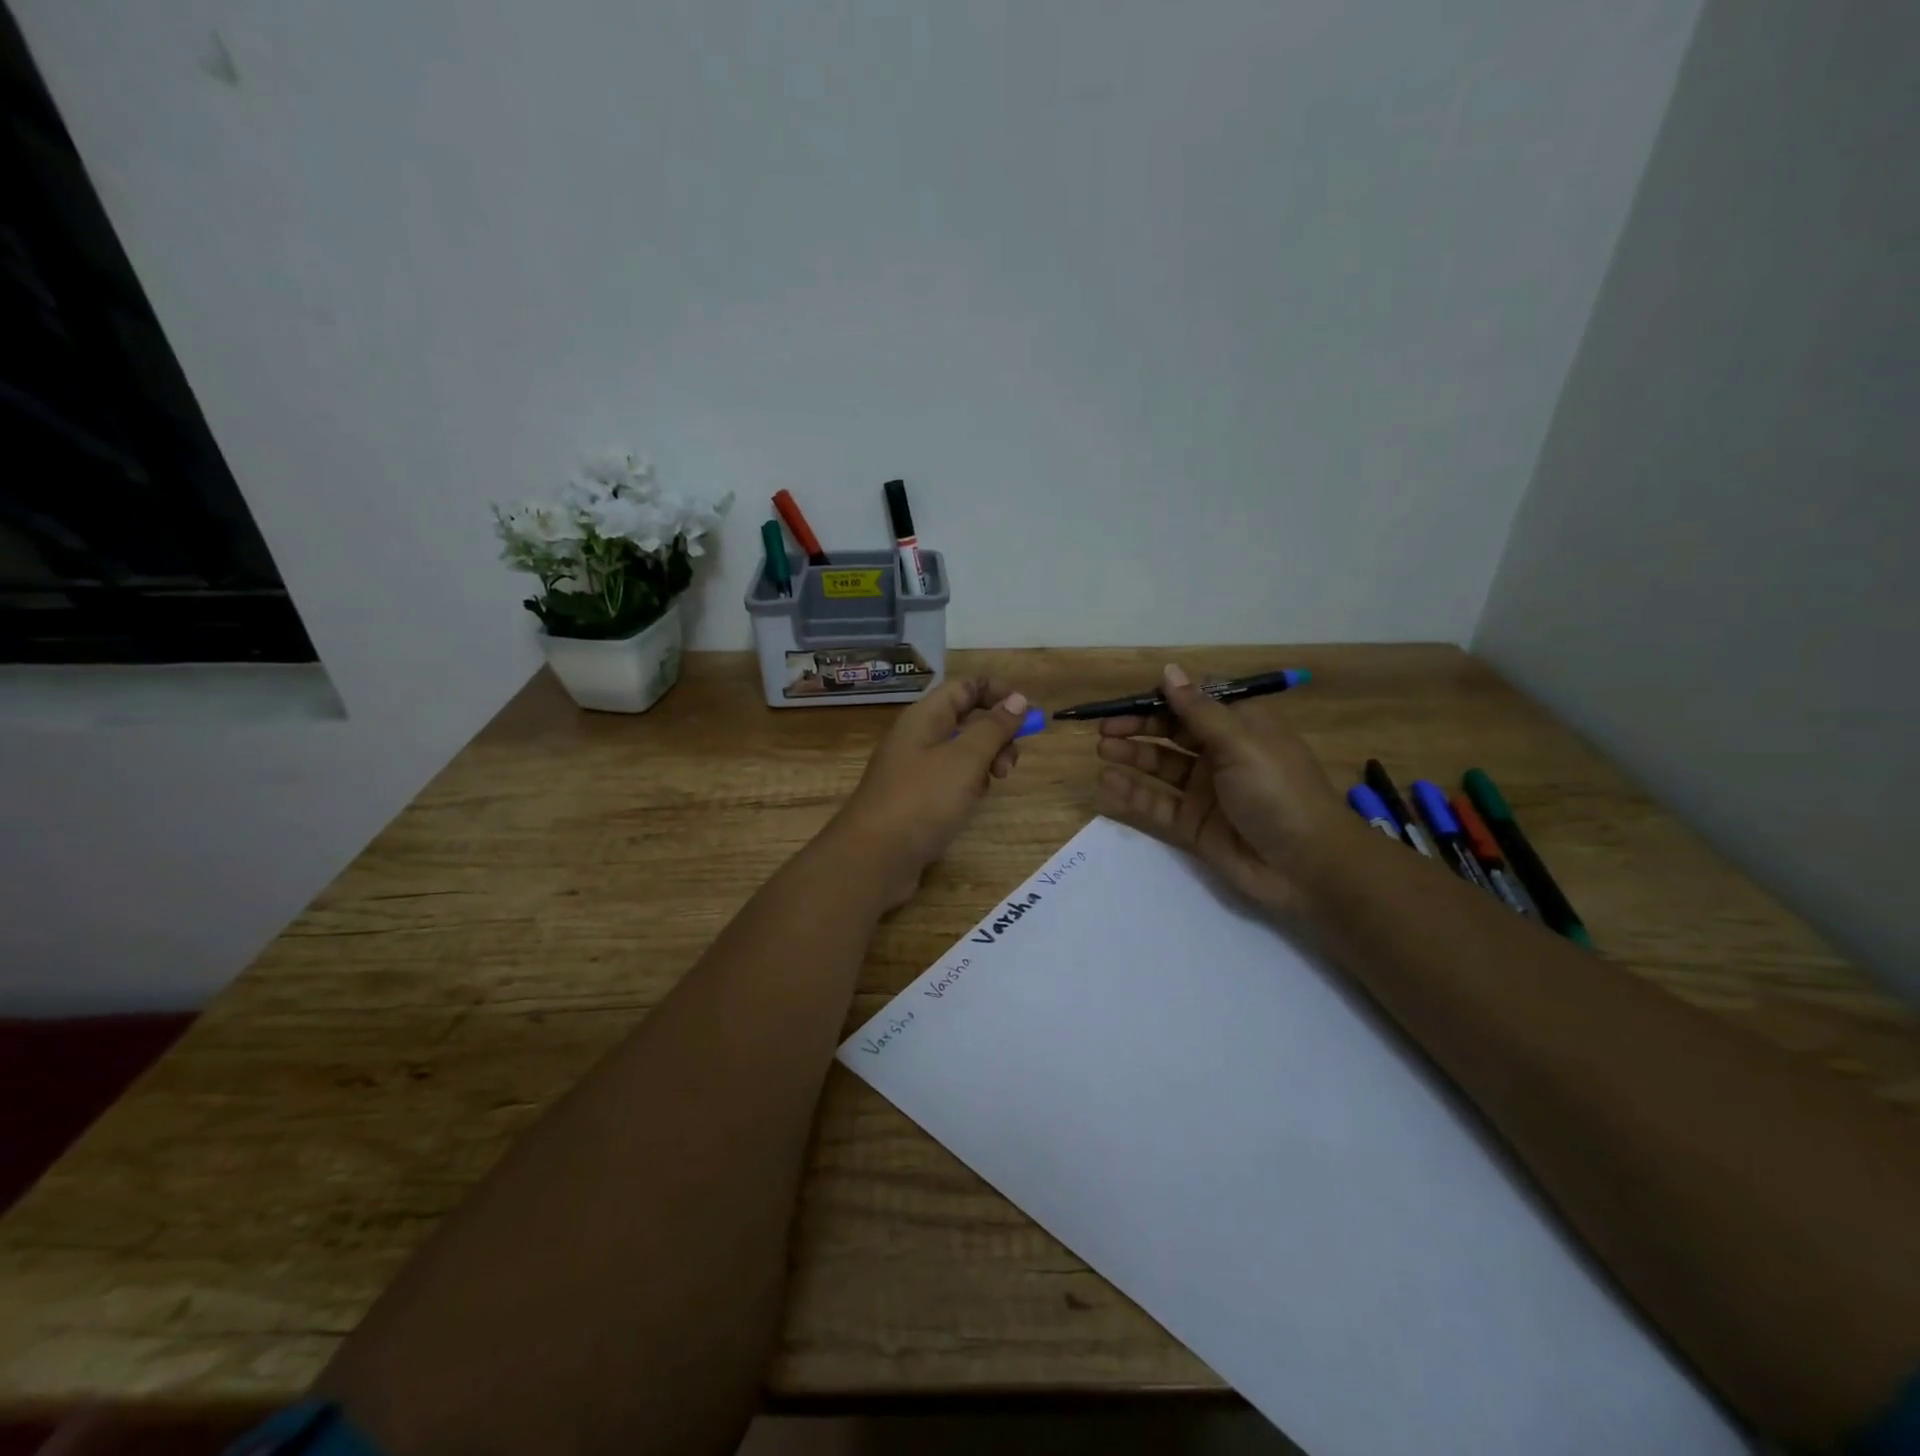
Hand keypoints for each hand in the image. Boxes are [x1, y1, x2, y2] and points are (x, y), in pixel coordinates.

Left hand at [829, 675, 1030, 908]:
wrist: (874, 858)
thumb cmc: (922, 800)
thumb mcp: (966, 759)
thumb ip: (994, 728)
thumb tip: (1018, 698)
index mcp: (925, 716)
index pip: (966, 686)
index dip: (998, 693)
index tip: (1027, 714)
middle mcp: (918, 737)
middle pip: (966, 719)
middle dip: (996, 735)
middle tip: (1008, 764)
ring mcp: (915, 769)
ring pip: (961, 752)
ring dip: (985, 763)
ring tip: (990, 786)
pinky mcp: (916, 799)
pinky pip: (950, 780)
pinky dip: (967, 786)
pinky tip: (970, 805)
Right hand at [1093, 663, 1359, 918]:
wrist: (1306, 866)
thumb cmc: (1279, 791)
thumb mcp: (1240, 743)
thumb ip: (1198, 710)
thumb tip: (1169, 670)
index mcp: (1240, 728)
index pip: (1193, 704)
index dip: (1160, 700)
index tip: (1127, 700)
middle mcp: (1221, 755)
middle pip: (1172, 733)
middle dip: (1139, 727)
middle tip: (1105, 728)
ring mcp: (1205, 791)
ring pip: (1161, 766)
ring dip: (1132, 755)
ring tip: (1102, 750)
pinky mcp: (1193, 824)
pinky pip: (1157, 803)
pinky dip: (1132, 793)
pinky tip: (1108, 782)